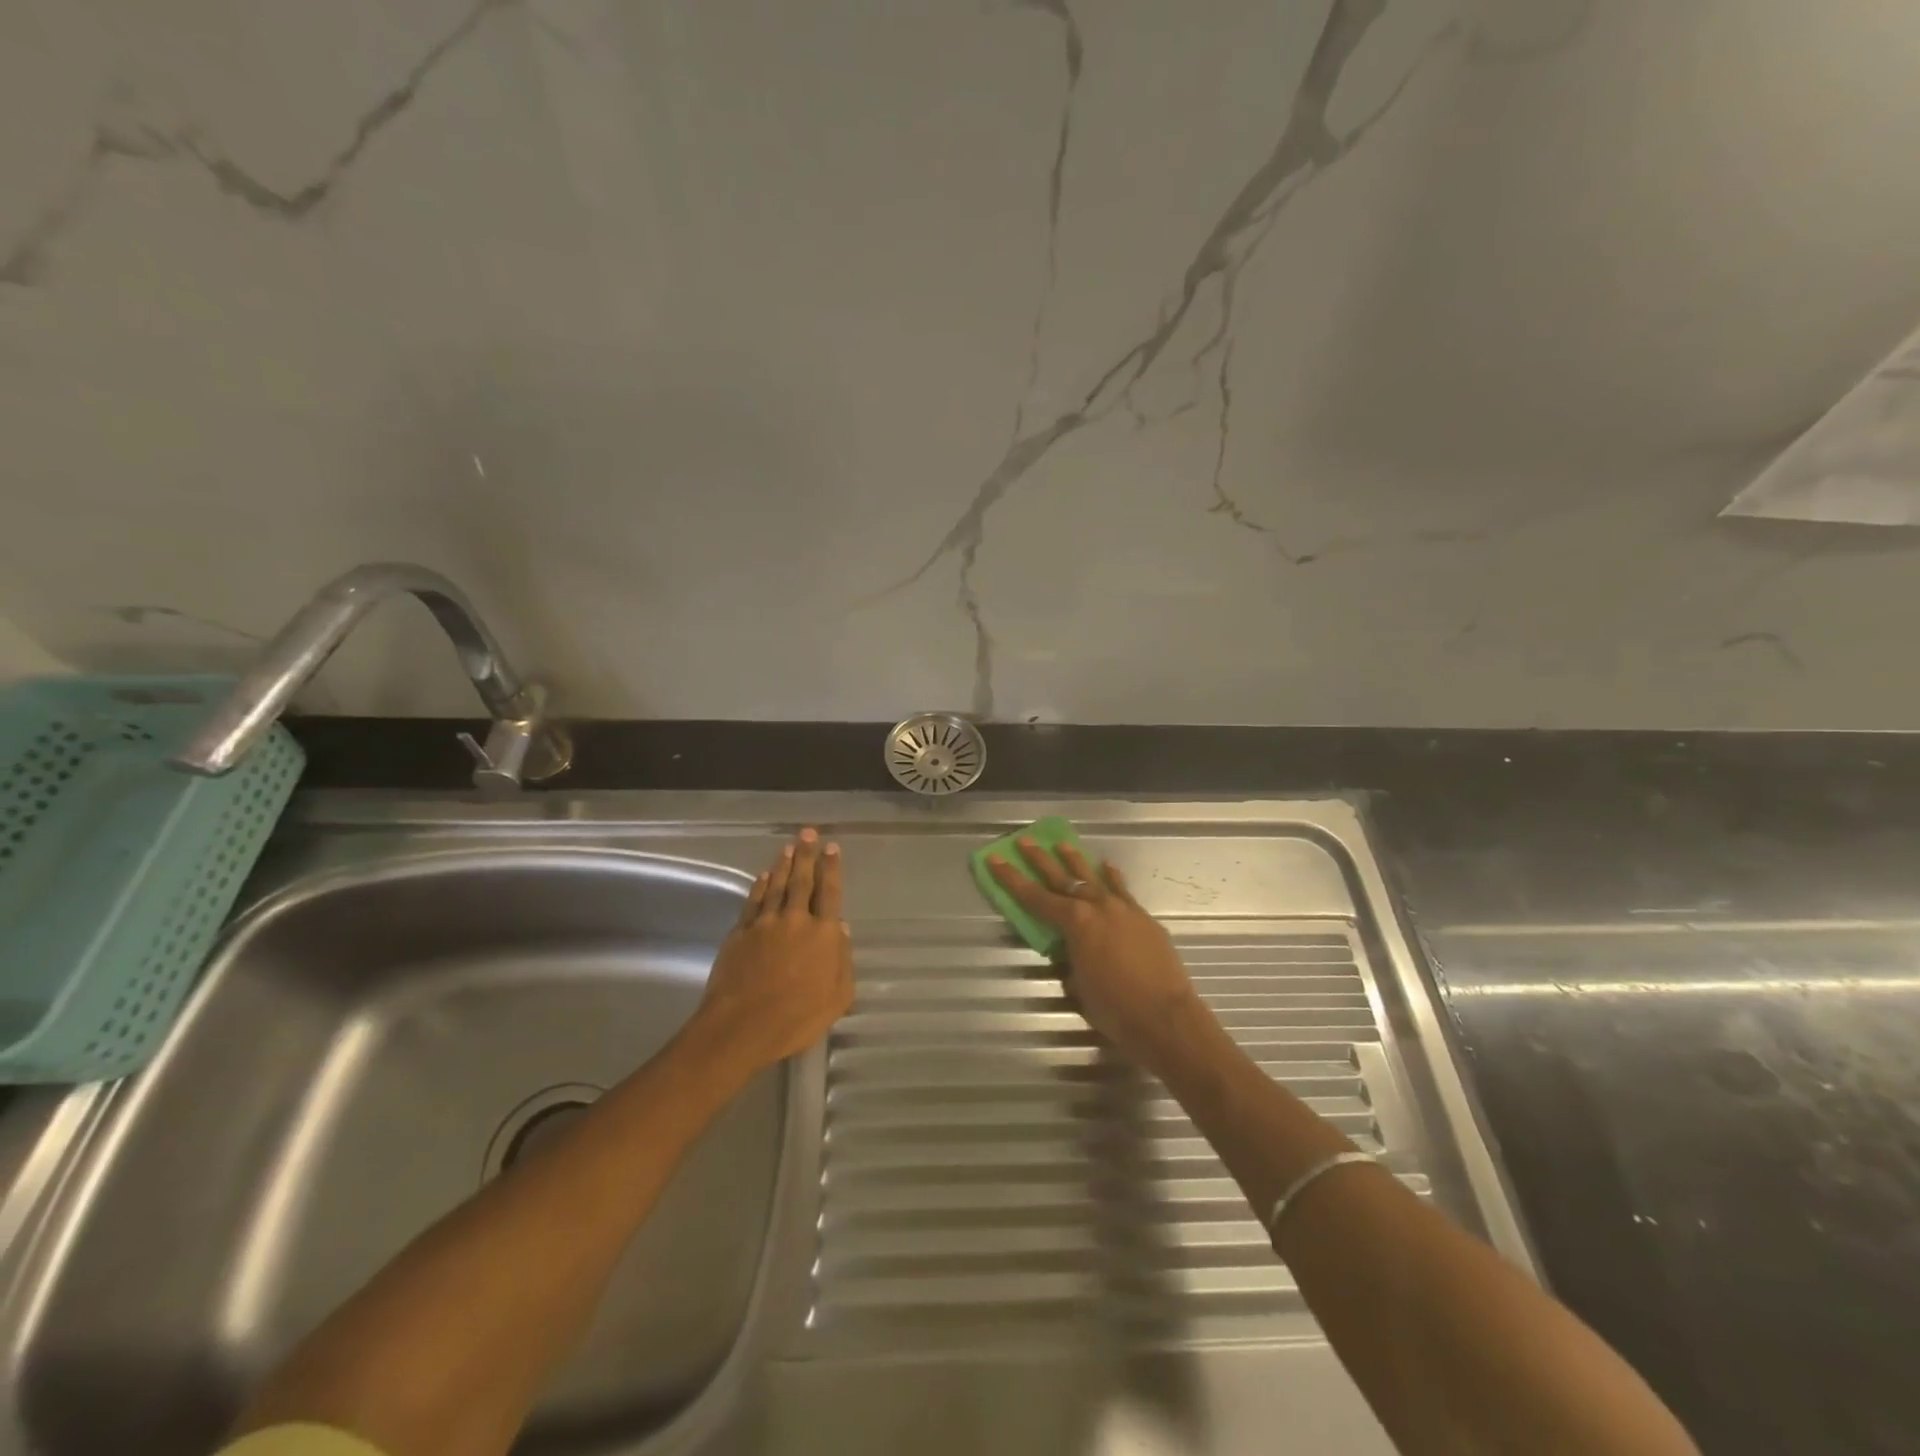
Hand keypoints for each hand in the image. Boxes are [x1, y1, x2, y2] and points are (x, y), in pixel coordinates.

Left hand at [693, 829, 854, 1077]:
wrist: (742, 1026)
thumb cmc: (797, 1018)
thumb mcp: (838, 998)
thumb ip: (843, 962)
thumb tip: (842, 930)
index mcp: (823, 934)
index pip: (830, 893)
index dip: (831, 869)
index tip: (831, 847)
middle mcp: (796, 920)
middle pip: (803, 881)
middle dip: (807, 855)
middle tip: (808, 833)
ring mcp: (765, 924)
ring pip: (777, 886)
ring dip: (784, 865)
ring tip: (789, 847)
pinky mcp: (740, 933)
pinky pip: (753, 902)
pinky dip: (760, 886)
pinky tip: (764, 876)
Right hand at [986, 838, 1221, 1080]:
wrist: (1166, 1017)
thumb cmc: (1115, 1008)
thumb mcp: (1079, 987)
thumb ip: (1070, 963)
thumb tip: (1071, 956)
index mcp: (1075, 923)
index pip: (1035, 897)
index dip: (1012, 879)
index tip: (995, 859)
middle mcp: (1097, 907)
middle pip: (1062, 878)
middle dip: (1040, 859)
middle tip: (1025, 841)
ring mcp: (1124, 909)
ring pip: (1094, 877)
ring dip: (1076, 861)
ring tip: (1063, 844)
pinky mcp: (1144, 918)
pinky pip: (1122, 891)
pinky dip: (1112, 878)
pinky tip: (1107, 867)